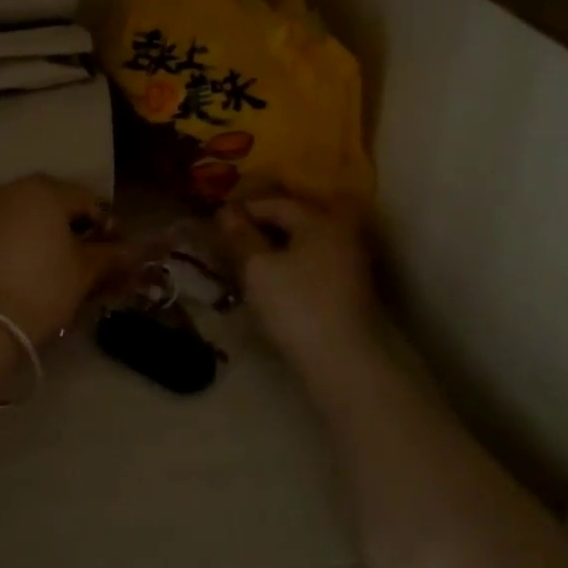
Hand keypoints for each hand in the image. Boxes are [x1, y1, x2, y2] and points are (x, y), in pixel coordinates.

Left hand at [0, 175, 124, 341]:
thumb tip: (135, 249)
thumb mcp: (86, 271)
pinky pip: (7, 227)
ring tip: (63, 263)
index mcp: (45, 190)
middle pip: (56, 203)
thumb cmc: (44, 287)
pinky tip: (34, 265)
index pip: (88, 200)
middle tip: (92, 257)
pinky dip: (24, 240)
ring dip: (49, 232)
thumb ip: (112, 254)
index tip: (117, 252)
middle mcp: (13, 189)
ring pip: (30, 214)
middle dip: (76, 226)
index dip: (108, 225)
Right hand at [216, 193, 385, 373]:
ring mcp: (350, 265)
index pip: (277, 204)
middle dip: (262, 227)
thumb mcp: (258, 268)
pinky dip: (290, 266)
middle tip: (231, 240)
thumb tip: (225, 210)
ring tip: (246, 262)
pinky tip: (271, 282)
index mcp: (321, 222)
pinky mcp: (349, 292)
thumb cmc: (296, 306)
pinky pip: (313, 265)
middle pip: (295, 221)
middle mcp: (341, 236)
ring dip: (276, 248)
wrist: (342, 364)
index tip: (217, 222)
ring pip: (304, 245)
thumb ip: (240, 236)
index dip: (245, 210)